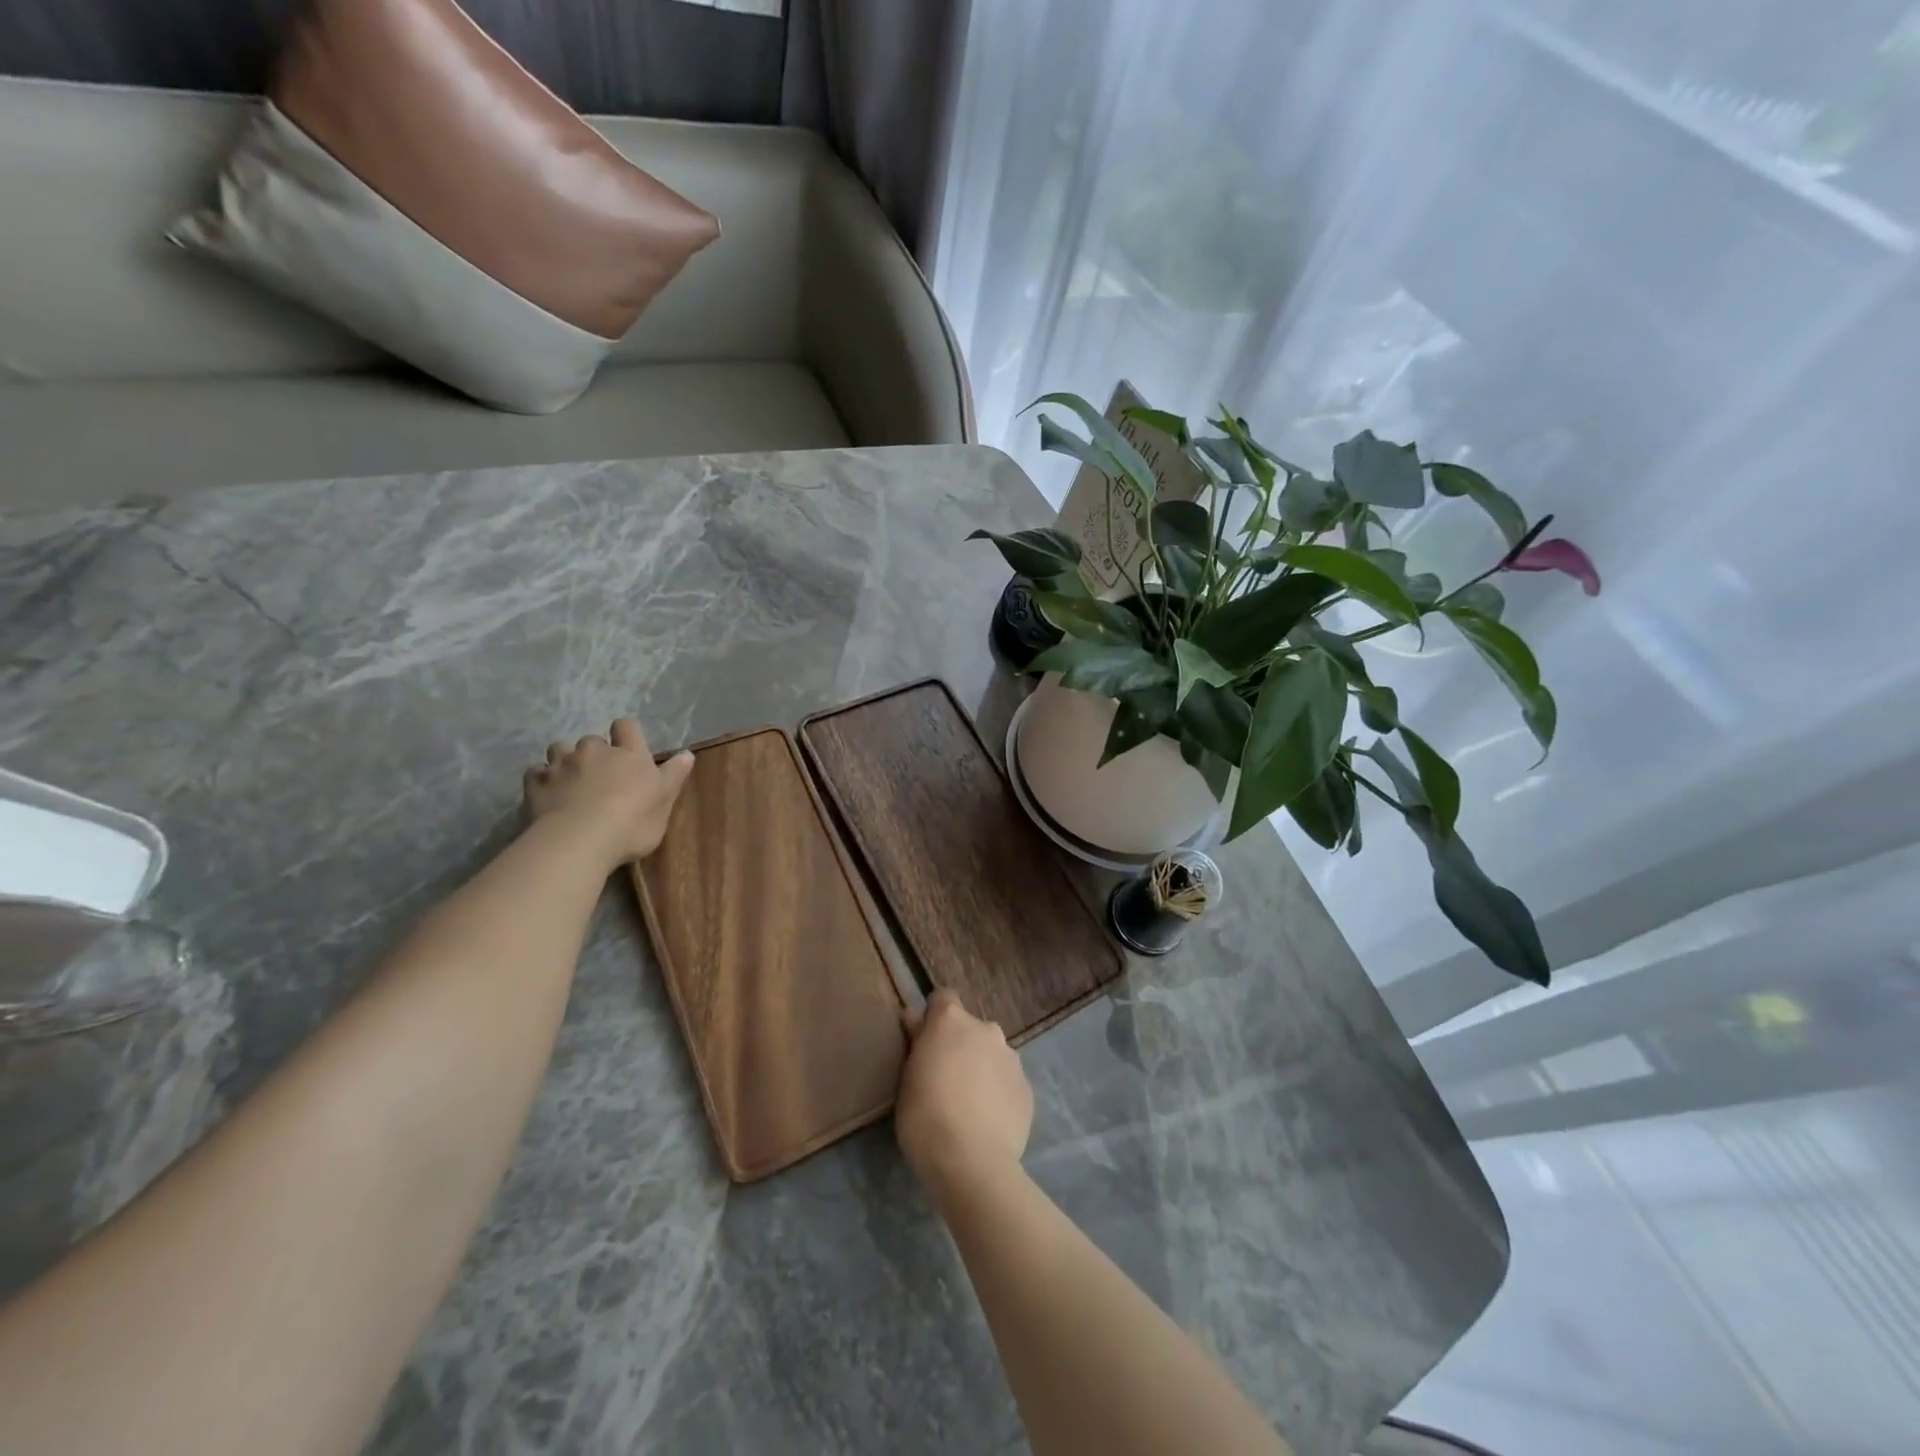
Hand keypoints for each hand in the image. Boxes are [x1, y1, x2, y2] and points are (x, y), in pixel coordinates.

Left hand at [524, 719, 694, 867]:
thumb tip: (687, 753)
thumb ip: (674, 775)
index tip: (628, 751)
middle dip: (595, 754)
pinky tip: (548, 794)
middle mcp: (594, 751)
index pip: (626, 727)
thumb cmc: (631, 823)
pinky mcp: (536, 783)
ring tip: (571, 783)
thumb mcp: (664, 802)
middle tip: (600, 778)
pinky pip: (536, 772)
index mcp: (629, 754)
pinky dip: (542, 780)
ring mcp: (562, 765)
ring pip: (559, 750)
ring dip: (565, 761)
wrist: (579, 841)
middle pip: (592, 740)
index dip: (626, 735)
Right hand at [897, 989, 1032, 1198]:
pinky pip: (1007, 1081)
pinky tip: (988, 1121)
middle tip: (945, 1079)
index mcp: (952, 1021)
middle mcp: (986, 1030)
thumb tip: (917, 1017)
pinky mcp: (1027, 1088)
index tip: (925, 1041)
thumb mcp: (907, 1077)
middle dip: (960, 1045)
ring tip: (969, 1105)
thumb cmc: (925, 1117)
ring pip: (992, 1054)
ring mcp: (1011, 1058)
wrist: (971, 1163)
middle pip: (970, 1028)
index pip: (943, 997)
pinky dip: (998, 1092)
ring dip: (981, 1067)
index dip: (934, 1016)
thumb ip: (916, 1041)